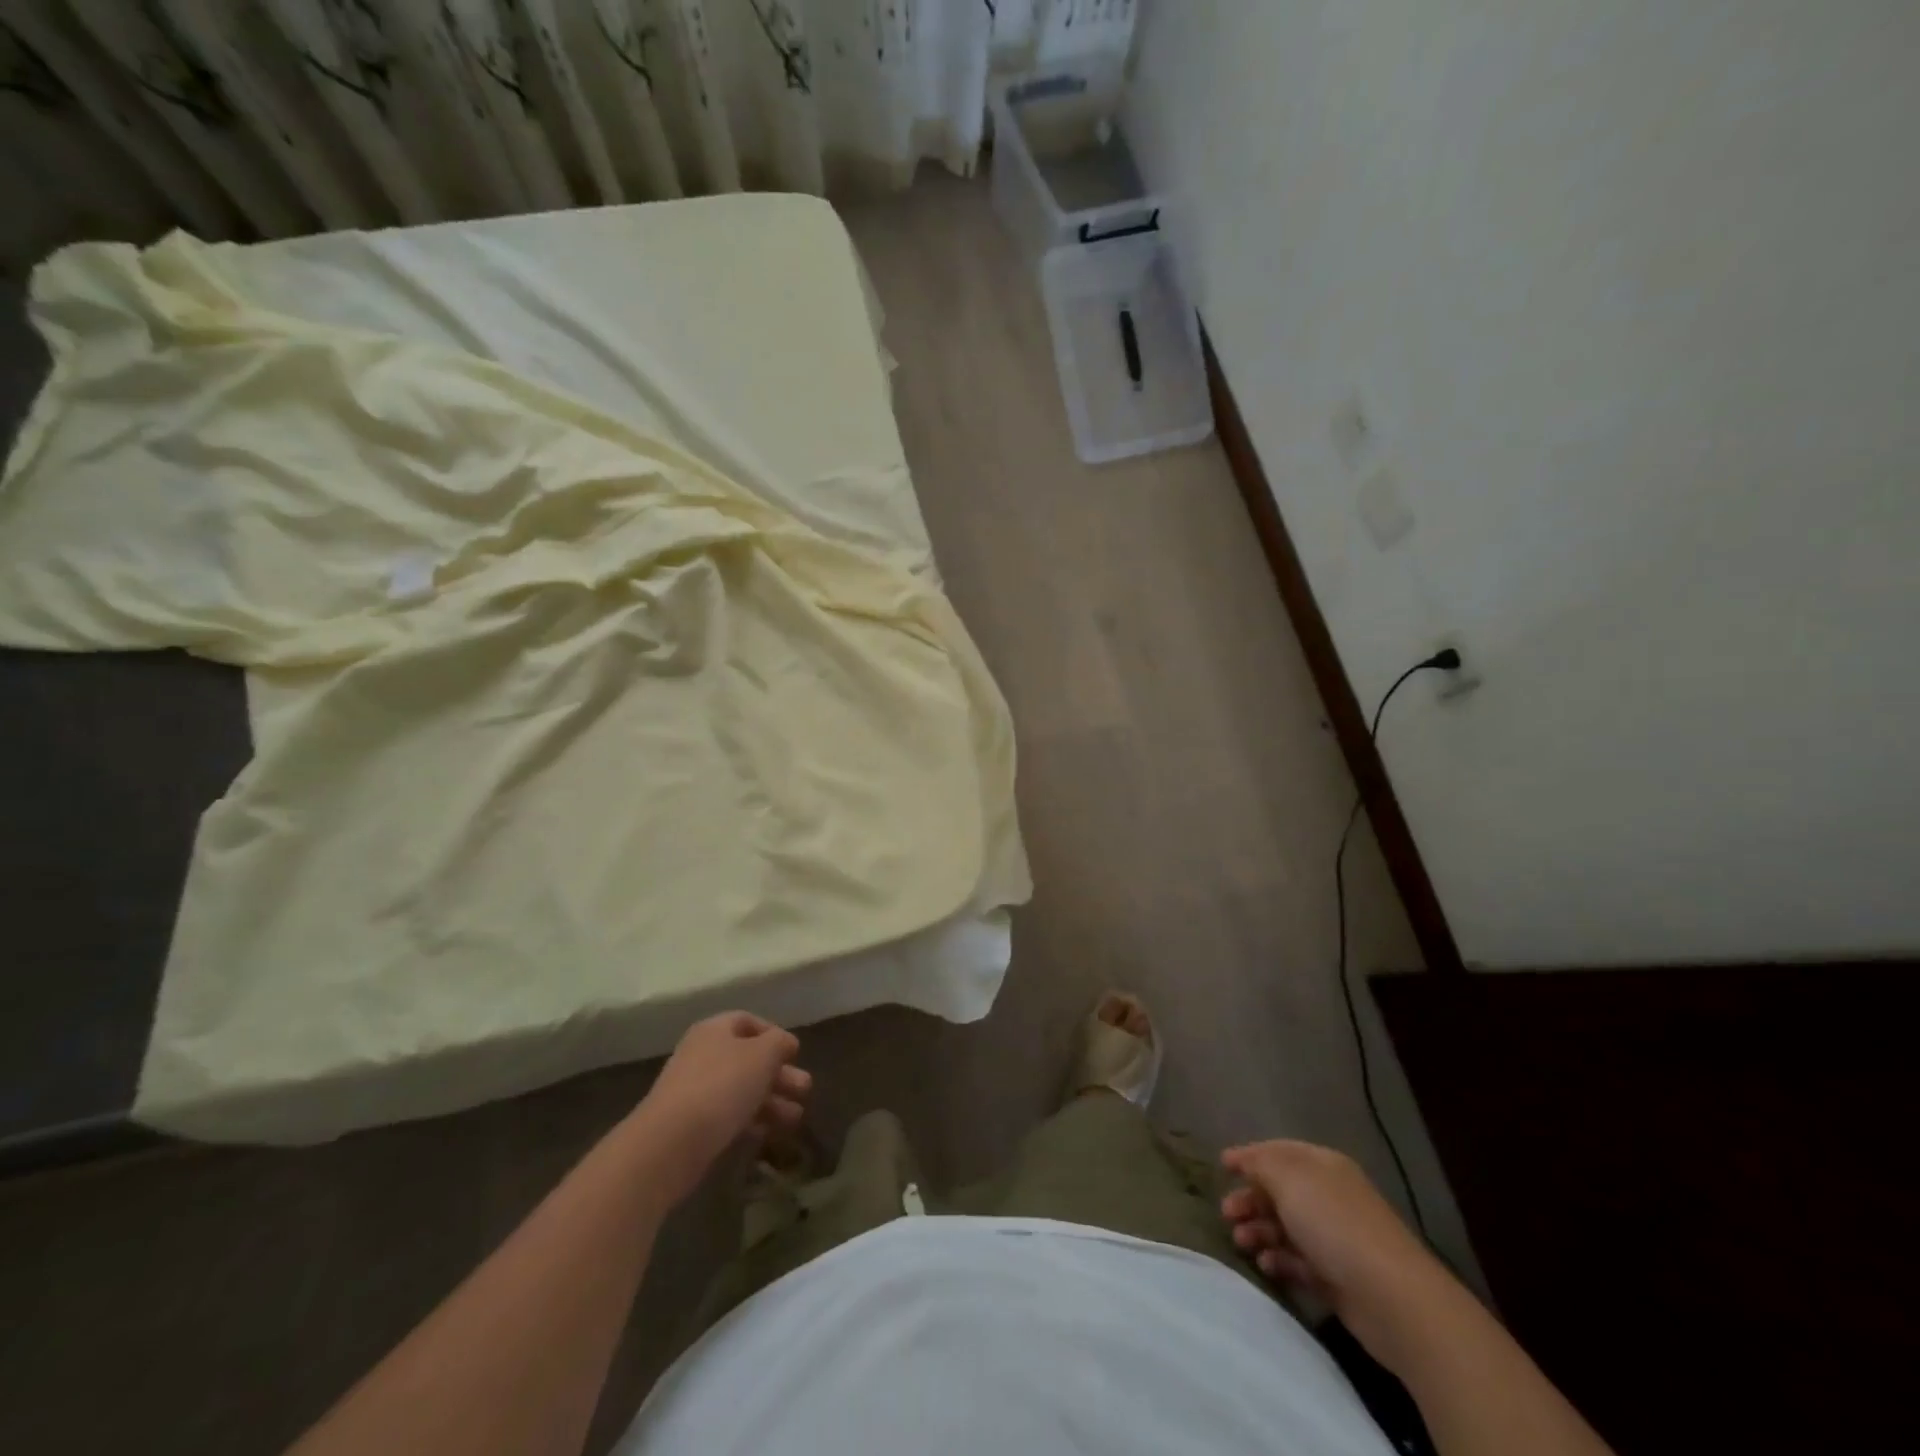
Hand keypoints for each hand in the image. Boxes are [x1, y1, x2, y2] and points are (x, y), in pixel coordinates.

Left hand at [635, 1012, 811, 1204]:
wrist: (671, 1143)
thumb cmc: (722, 1085)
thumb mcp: (763, 1055)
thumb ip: (779, 1043)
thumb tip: (784, 1043)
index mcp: (714, 1030)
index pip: (748, 1021)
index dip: (774, 1034)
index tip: (795, 1053)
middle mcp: (702, 1055)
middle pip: (748, 1059)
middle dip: (779, 1074)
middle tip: (805, 1089)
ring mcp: (694, 1092)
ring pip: (741, 1090)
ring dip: (772, 1101)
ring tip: (796, 1118)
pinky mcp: (692, 1126)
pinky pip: (728, 1116)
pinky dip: (752, 1121)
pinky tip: (770, 1133)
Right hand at [1220, 1139, 1445, 1352]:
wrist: (1390, 1297)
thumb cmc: (1334, 1224)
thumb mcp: (1289, 1179)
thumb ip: (1260, 1163)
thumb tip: (1243, 1159)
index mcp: (1322, 1166)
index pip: (1279, 1152)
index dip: (1250, 1156)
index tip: (1221, 1167)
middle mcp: (1329, 1196)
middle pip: (1280, 1191)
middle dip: (1251, 1199)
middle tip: (1227, 1213)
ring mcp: (1334, 1238)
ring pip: (1286, 1227)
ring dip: (1260, 1231)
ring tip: (1241, 1242)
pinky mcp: (1336, 1277)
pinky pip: (1298, 1261)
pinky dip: (1279, 1260)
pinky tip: (1266, 1265)